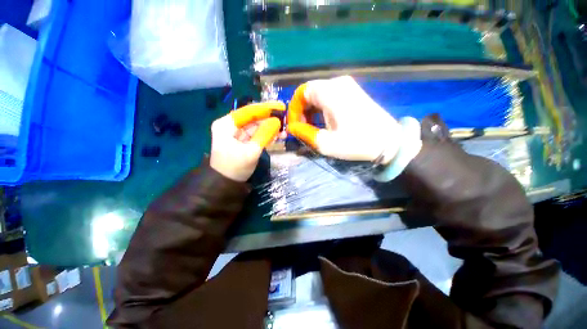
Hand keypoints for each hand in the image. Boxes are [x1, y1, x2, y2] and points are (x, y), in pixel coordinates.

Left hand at [210, 102, 283, 181]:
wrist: (226, 184)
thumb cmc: (235, 167)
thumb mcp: (251, 151)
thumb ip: (264, 135)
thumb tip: (277, 122)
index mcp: (227, 124)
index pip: (249, 111)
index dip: (266, 108)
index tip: (281, 107)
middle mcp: (231, 125)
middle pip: (253, 118)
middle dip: (269, 119)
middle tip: (285, 118)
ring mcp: (237, 133)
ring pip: (257, 126)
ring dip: (270, 128)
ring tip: (284, 129)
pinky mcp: (243, 141)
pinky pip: (257, 134)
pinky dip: (267, 135)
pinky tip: (278, 135)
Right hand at [287, 76, 401, 164]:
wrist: (389, 142)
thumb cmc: (357, 142)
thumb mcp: (326, 143)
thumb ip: (304, 133)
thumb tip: (291, 128)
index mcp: (330, 91)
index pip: (301, 92)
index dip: (293, 109)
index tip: (294, 126)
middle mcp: (338, 83)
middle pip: (309, 92)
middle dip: (301, 111)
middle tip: (301, 128)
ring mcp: (347, 86)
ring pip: (319, 95)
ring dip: (310, 110)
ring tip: (310, 127)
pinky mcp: (353, 93)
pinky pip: (329, 96)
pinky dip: (321, 108)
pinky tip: (322, 121)